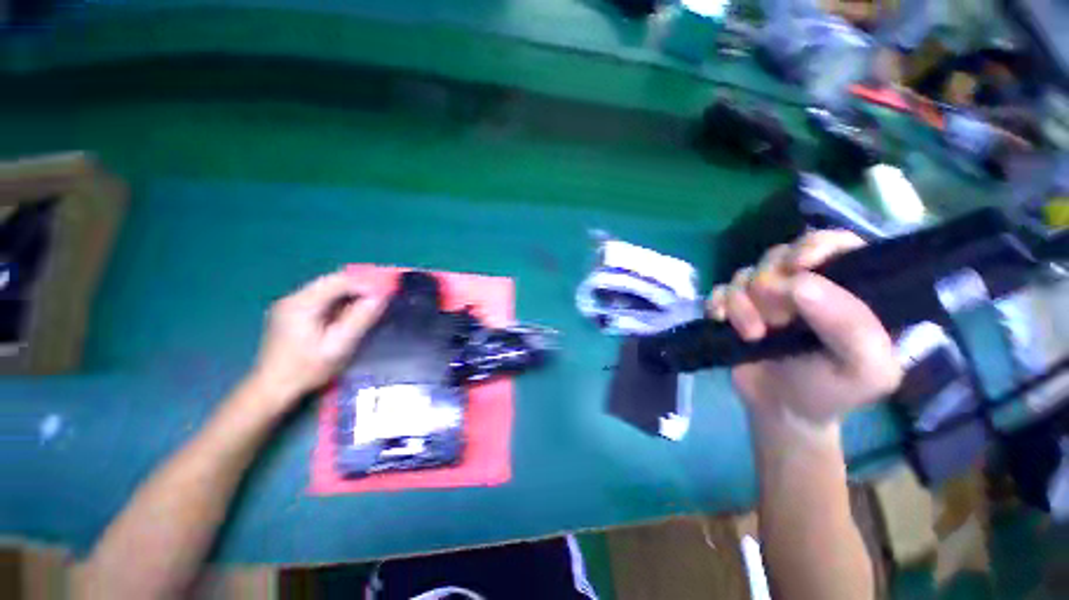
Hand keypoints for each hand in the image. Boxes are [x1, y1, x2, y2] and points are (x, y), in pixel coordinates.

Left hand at [247, 272, 382, 413]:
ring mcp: (290, 305)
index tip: (385, 293)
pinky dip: (339, 301)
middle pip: (332, 282)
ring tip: (369, 305)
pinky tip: (349, 313)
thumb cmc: (307, 369)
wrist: (272, 389)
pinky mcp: (290, 313)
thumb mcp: (339, 346)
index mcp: (302, 303)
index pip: (340, 281)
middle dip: (359, 287)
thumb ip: (360, 319)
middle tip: (381, 297)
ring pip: (327, 289)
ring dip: (350, 294)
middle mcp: (293, 298)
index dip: (366, 283)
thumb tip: (381, 297)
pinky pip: (321, 298)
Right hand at [708, 231, 902, 428]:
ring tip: (752, 335)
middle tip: (776, 321)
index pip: (837, 243)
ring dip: (742, 304)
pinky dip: (717, 304)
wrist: (781, 411)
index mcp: (848, 290)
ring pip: (745, 274)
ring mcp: (766, 296)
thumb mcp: (866, 371)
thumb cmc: (830, 391)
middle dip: (771, 287)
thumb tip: (801, 283)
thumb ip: (853, 326)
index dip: (814, 246)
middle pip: (780, 255)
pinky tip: (721, 322)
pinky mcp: (735, 307)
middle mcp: (805, 285)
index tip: (798, 268)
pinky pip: (719, 290)